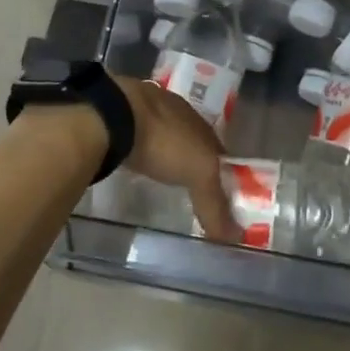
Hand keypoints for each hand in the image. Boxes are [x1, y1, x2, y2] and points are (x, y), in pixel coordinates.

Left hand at [115, 77, 237, 242]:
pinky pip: (138, 139)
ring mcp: (144, 113)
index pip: (217, 150)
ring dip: (165, 154)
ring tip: (164, 178)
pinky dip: (141, 151)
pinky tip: (138, 163)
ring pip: (163, 137)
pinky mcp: (119, 120)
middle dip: (192, 162)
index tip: (221, 194)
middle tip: (191, 187)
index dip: (221, 172)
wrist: (114, 116)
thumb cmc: (165, 141)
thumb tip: (235, 237)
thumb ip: (215, 203)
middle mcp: (174, 112)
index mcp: (198, 121)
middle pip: (190, 142)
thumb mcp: (199, 173)